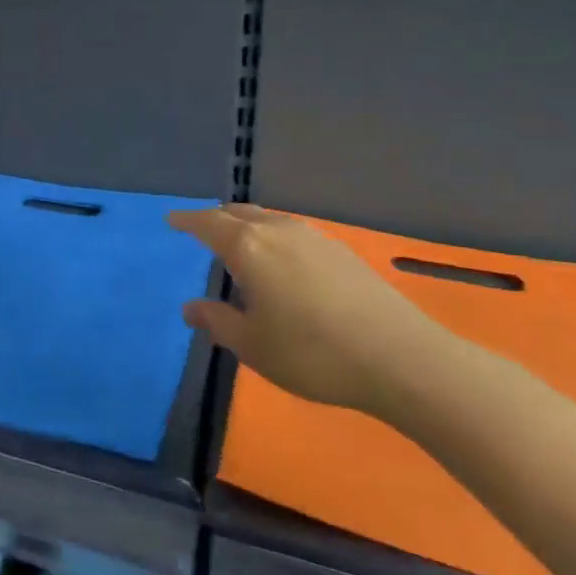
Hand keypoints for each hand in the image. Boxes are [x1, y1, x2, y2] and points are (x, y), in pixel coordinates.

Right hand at [167, 204, 449, 413]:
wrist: (404, 361)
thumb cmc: (312, 353)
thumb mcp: (252, 346)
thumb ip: (217, 322)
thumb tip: (190, 307)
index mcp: (248, 248)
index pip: (207, 224)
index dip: (186, 221)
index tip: (171, 221)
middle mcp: (278, 232)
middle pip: (238, 214)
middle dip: (215, 219)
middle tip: (201, 229)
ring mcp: (315, 238)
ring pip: (268, 220)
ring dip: (247, 226)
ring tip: (239, 245)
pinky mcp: (343, 252)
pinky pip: (292, 233)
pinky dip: (273, 237)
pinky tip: (282, 262)